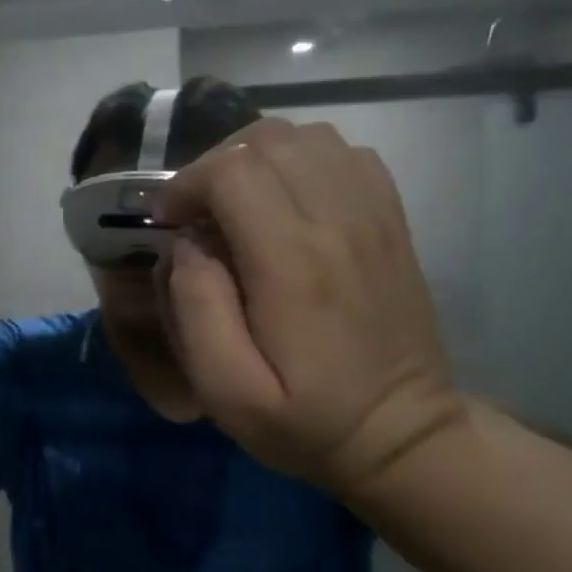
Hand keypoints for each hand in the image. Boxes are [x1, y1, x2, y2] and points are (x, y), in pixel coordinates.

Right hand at [154, 119, 467, 500]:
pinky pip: (345, 153)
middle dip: (215, 164)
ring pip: (307, 136)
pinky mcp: (391, 221)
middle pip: (268, 141)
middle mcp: (338, 223)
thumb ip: (194, 308)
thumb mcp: (224, 389)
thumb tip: (187, 245)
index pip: (232, 171)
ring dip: (257, 157)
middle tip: (197, 211)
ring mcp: (373, 217)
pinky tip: (285, 200)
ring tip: (236, 202)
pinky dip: (303, 160)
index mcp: (292, 263)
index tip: (169, 220)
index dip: (186, 183)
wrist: (401, 435)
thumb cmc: (303, 419)